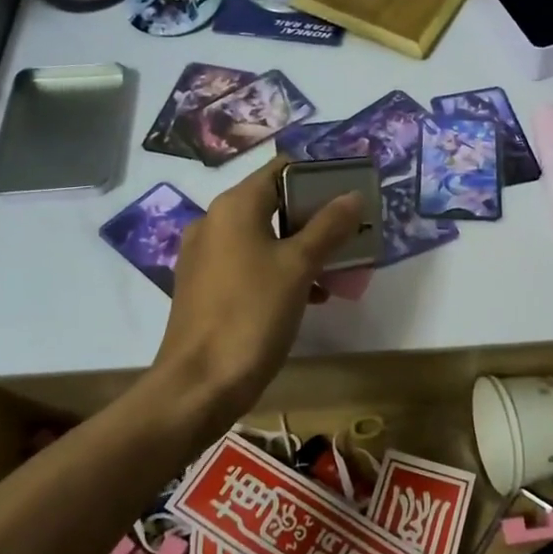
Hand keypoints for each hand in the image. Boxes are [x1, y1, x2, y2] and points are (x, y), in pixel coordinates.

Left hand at [153, 156, 363, 422]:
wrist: (200, 383)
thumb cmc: (252, 314)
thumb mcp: (298, 267)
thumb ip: (328, 227)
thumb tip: (353, 196)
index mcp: (234, 207)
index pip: (281, 169)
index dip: (318, 176)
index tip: (351, 192)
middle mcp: (214, 222)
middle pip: (273, 203)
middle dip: (316, 217)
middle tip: (352, 233)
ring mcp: (206, 256)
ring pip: (264, 237)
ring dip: (302, 247)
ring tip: (338, 267)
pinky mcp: (205, 287)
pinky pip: (250, 264)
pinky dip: (280, 270)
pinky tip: (310, 294)